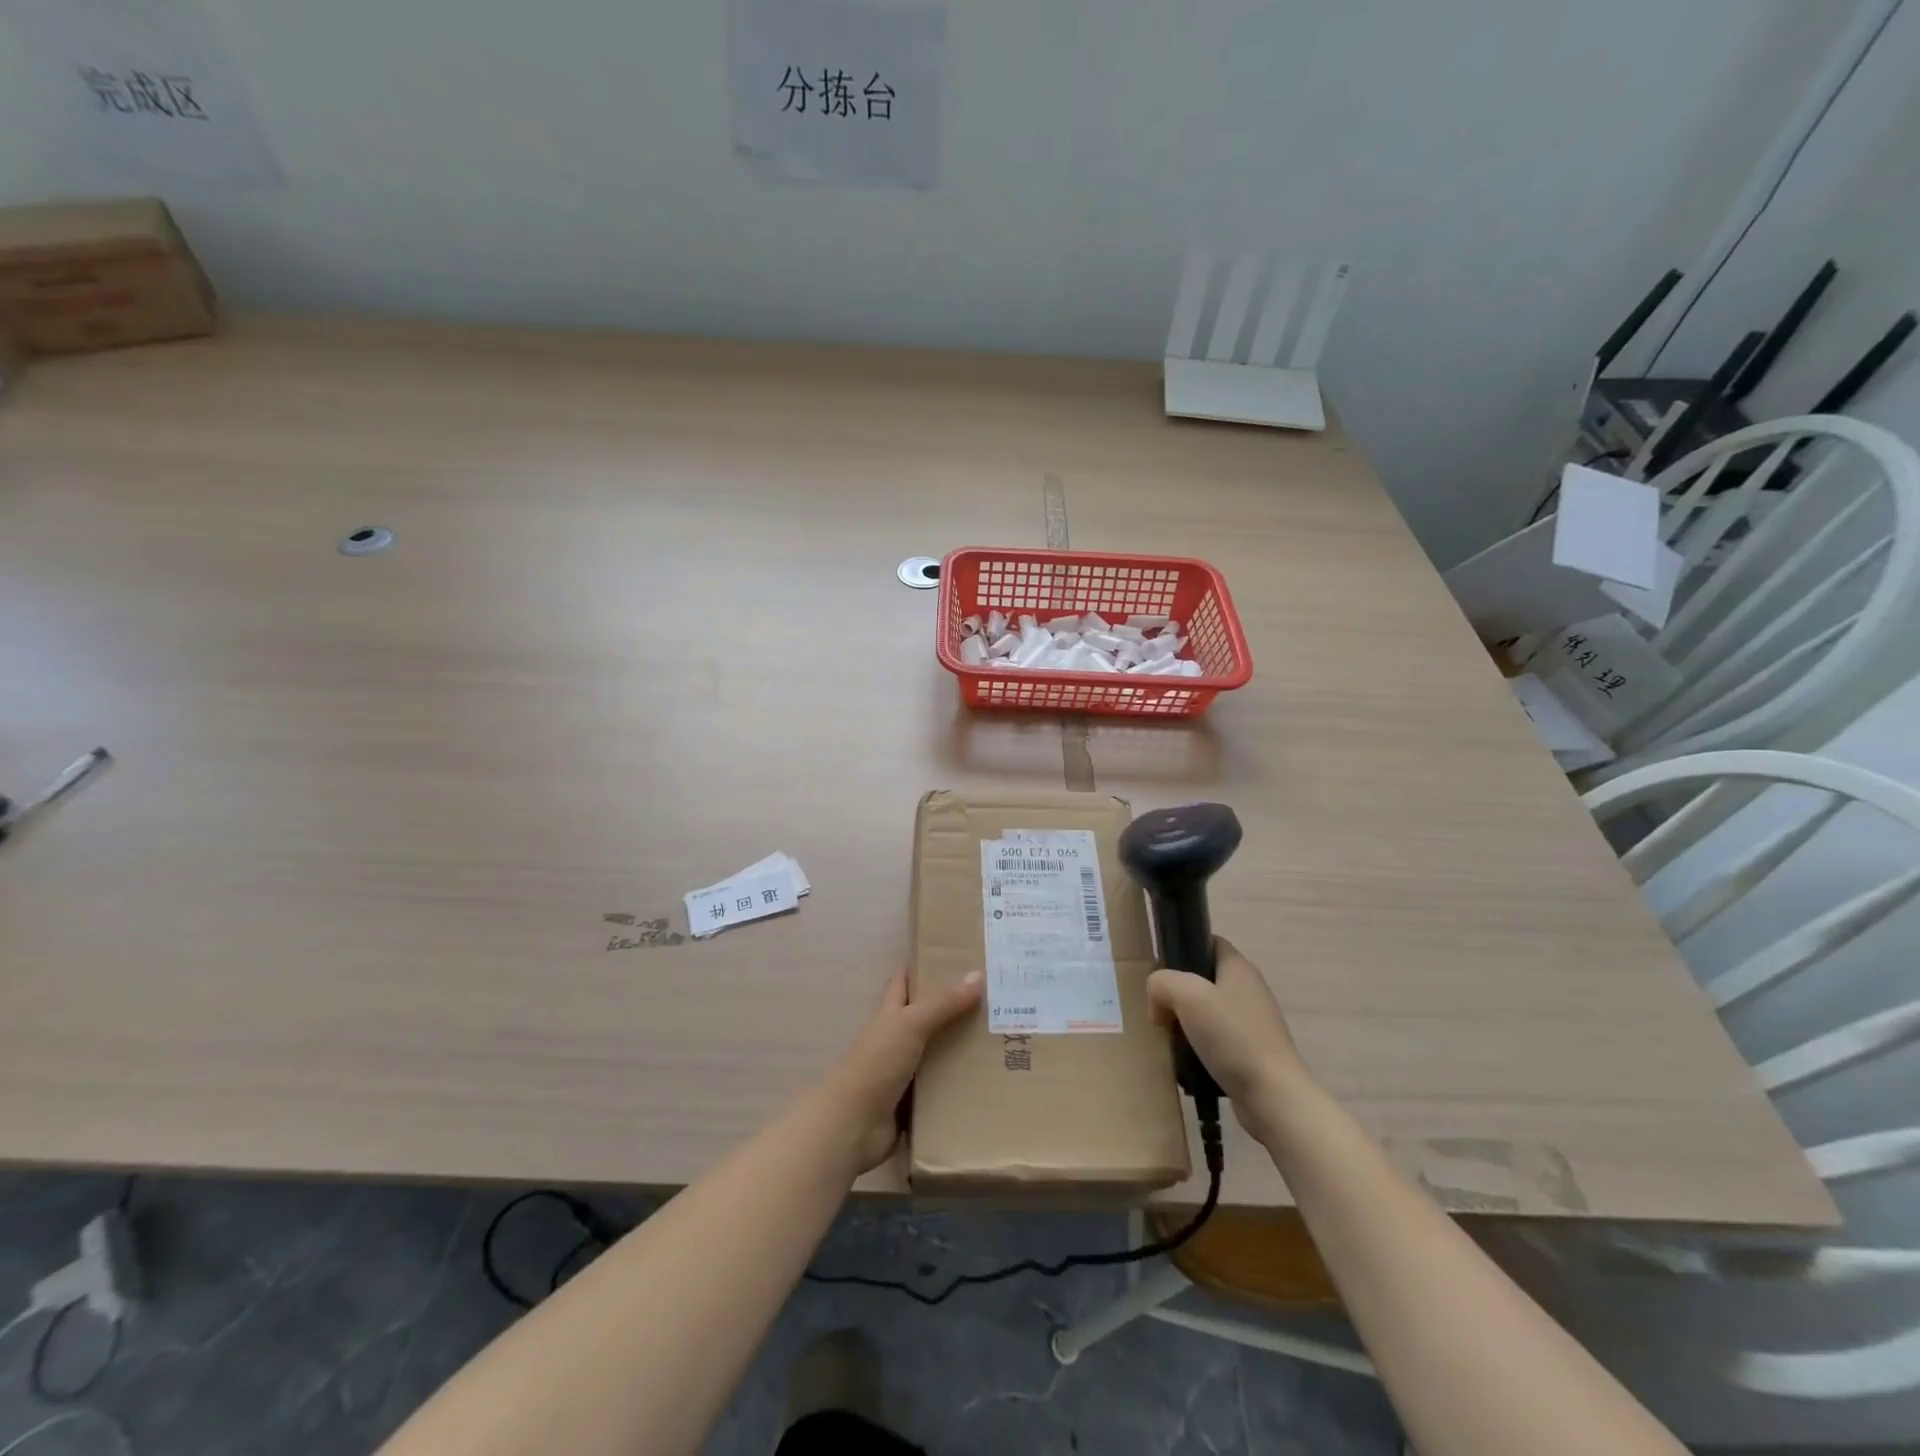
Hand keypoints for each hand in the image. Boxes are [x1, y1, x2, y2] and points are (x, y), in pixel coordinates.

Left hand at [819, 970, 982, 1172]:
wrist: (853, 1123)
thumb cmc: (877, 1062)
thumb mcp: (910, 1024)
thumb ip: (943, 1003)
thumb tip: (977, 975)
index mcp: (890, 1014)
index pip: (904, 981)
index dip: (922, 967)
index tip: (953, 957)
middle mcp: (895, 1039)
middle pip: (925, 1018)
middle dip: (953, 1009)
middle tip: (992, 1000)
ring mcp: (903, 1072)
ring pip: (936, 1053)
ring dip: (959, 1049)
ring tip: (998, 1039)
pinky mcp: (912, 1103)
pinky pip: (940, 1088)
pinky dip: (958, 1085)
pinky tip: (985, 1081)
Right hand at [1147, 937, 1313, 1143]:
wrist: (1273, 1097)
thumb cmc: (1232, 1036)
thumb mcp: (1186, 995)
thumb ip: (1161, 983)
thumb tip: (1158, 1003)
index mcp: (1239, 968)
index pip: (1208, 942)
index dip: (1183, 949)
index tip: (1161, 971)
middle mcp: (1249, 990)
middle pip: (1204, 979)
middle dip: (1178, 993)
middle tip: (1158, 1009)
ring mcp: (1253, 1023)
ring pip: (1208, 1012)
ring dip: (1186, 1023)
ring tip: (1169, 1038)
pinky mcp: (1252, 1052)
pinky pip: (1217, 1040)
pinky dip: (1199, 1047)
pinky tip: (1186, 1061)